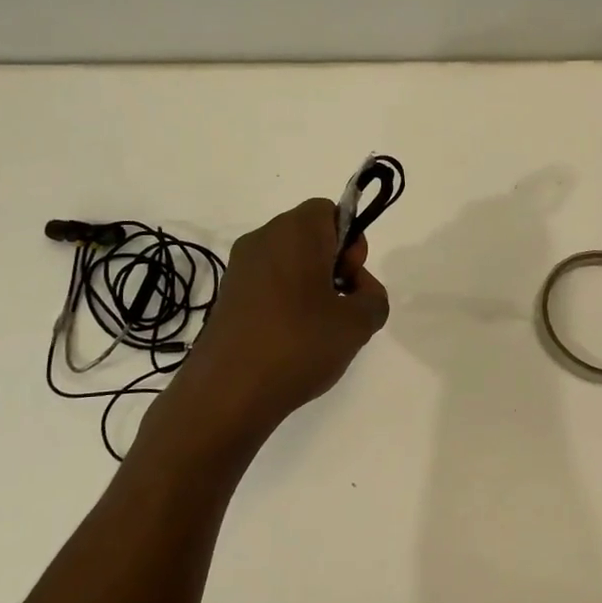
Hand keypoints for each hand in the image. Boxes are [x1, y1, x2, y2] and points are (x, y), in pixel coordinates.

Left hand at [173, 199, 389, 431]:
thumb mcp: (359, 323)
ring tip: (319, 331)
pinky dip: (287, 304)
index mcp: (294, 231)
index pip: (330, 210)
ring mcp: (240, 269)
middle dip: (334, 265)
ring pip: (290, 263)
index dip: (351, 240)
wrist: (228, 392)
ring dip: (312, 288)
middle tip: (341, 307)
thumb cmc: (299, 344)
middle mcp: (262, 239)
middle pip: (310, 236)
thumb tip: (357, 290)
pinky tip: (293, 342)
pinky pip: (269, 286)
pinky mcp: (227, 298)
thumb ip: (374, 298)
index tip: (351, 278)